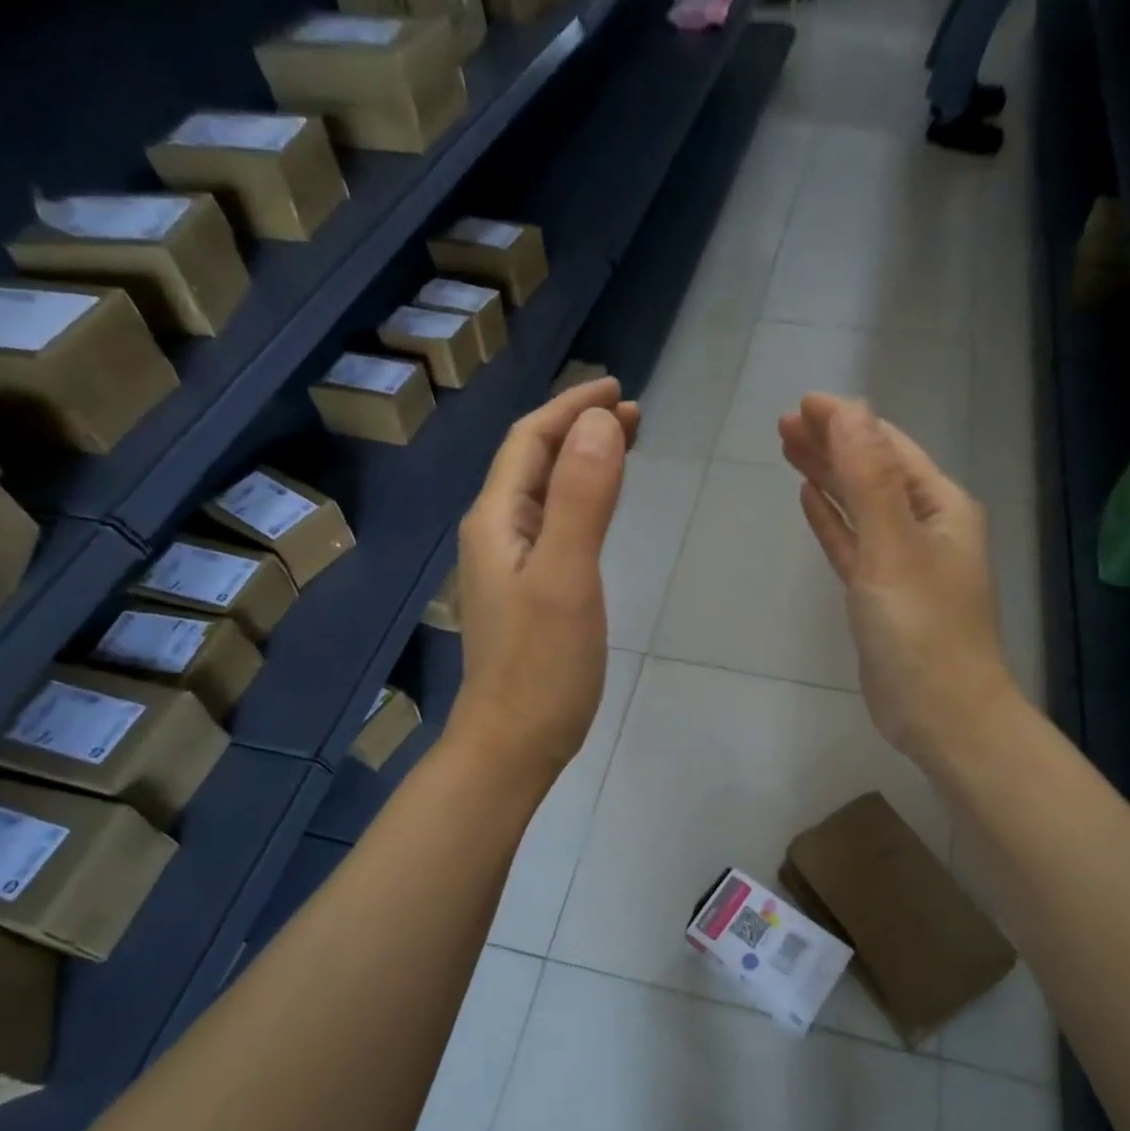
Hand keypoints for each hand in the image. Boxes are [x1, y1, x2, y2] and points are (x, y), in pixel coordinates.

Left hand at [451, 377, 639, 783]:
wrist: (513, 742)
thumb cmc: (542, 664)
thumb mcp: (566, 576)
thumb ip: (582, 499)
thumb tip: (600, 423)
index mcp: (497, 520)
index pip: (530, 441)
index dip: (571, 408)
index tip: (618, 389)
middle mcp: (496, 534)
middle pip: (534, 462)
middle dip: (579, 429)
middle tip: (634, 414)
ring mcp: (510, 566)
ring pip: (545, 494)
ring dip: (581, 461)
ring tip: (624, 445)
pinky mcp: (528, 593)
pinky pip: (553, 526)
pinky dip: (580, 501)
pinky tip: (599, 508)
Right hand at [780, 393, 1013, 764]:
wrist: (939, 713)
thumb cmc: (921, 628)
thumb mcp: (893, 545)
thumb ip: (868, 478)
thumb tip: (850, 411)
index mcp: (940, 507)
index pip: (888, 447)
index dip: (847, 421)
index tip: (802, 404)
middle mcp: (924, 527)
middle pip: (871, 471)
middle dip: (831, 444)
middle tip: (783, 424)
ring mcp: (900, 562)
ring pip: (857, 506)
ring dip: (827, 477)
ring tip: (789, 450)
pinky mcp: (879, 594)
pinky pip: (851, 543)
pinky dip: (831, 521)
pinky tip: (809, 501)